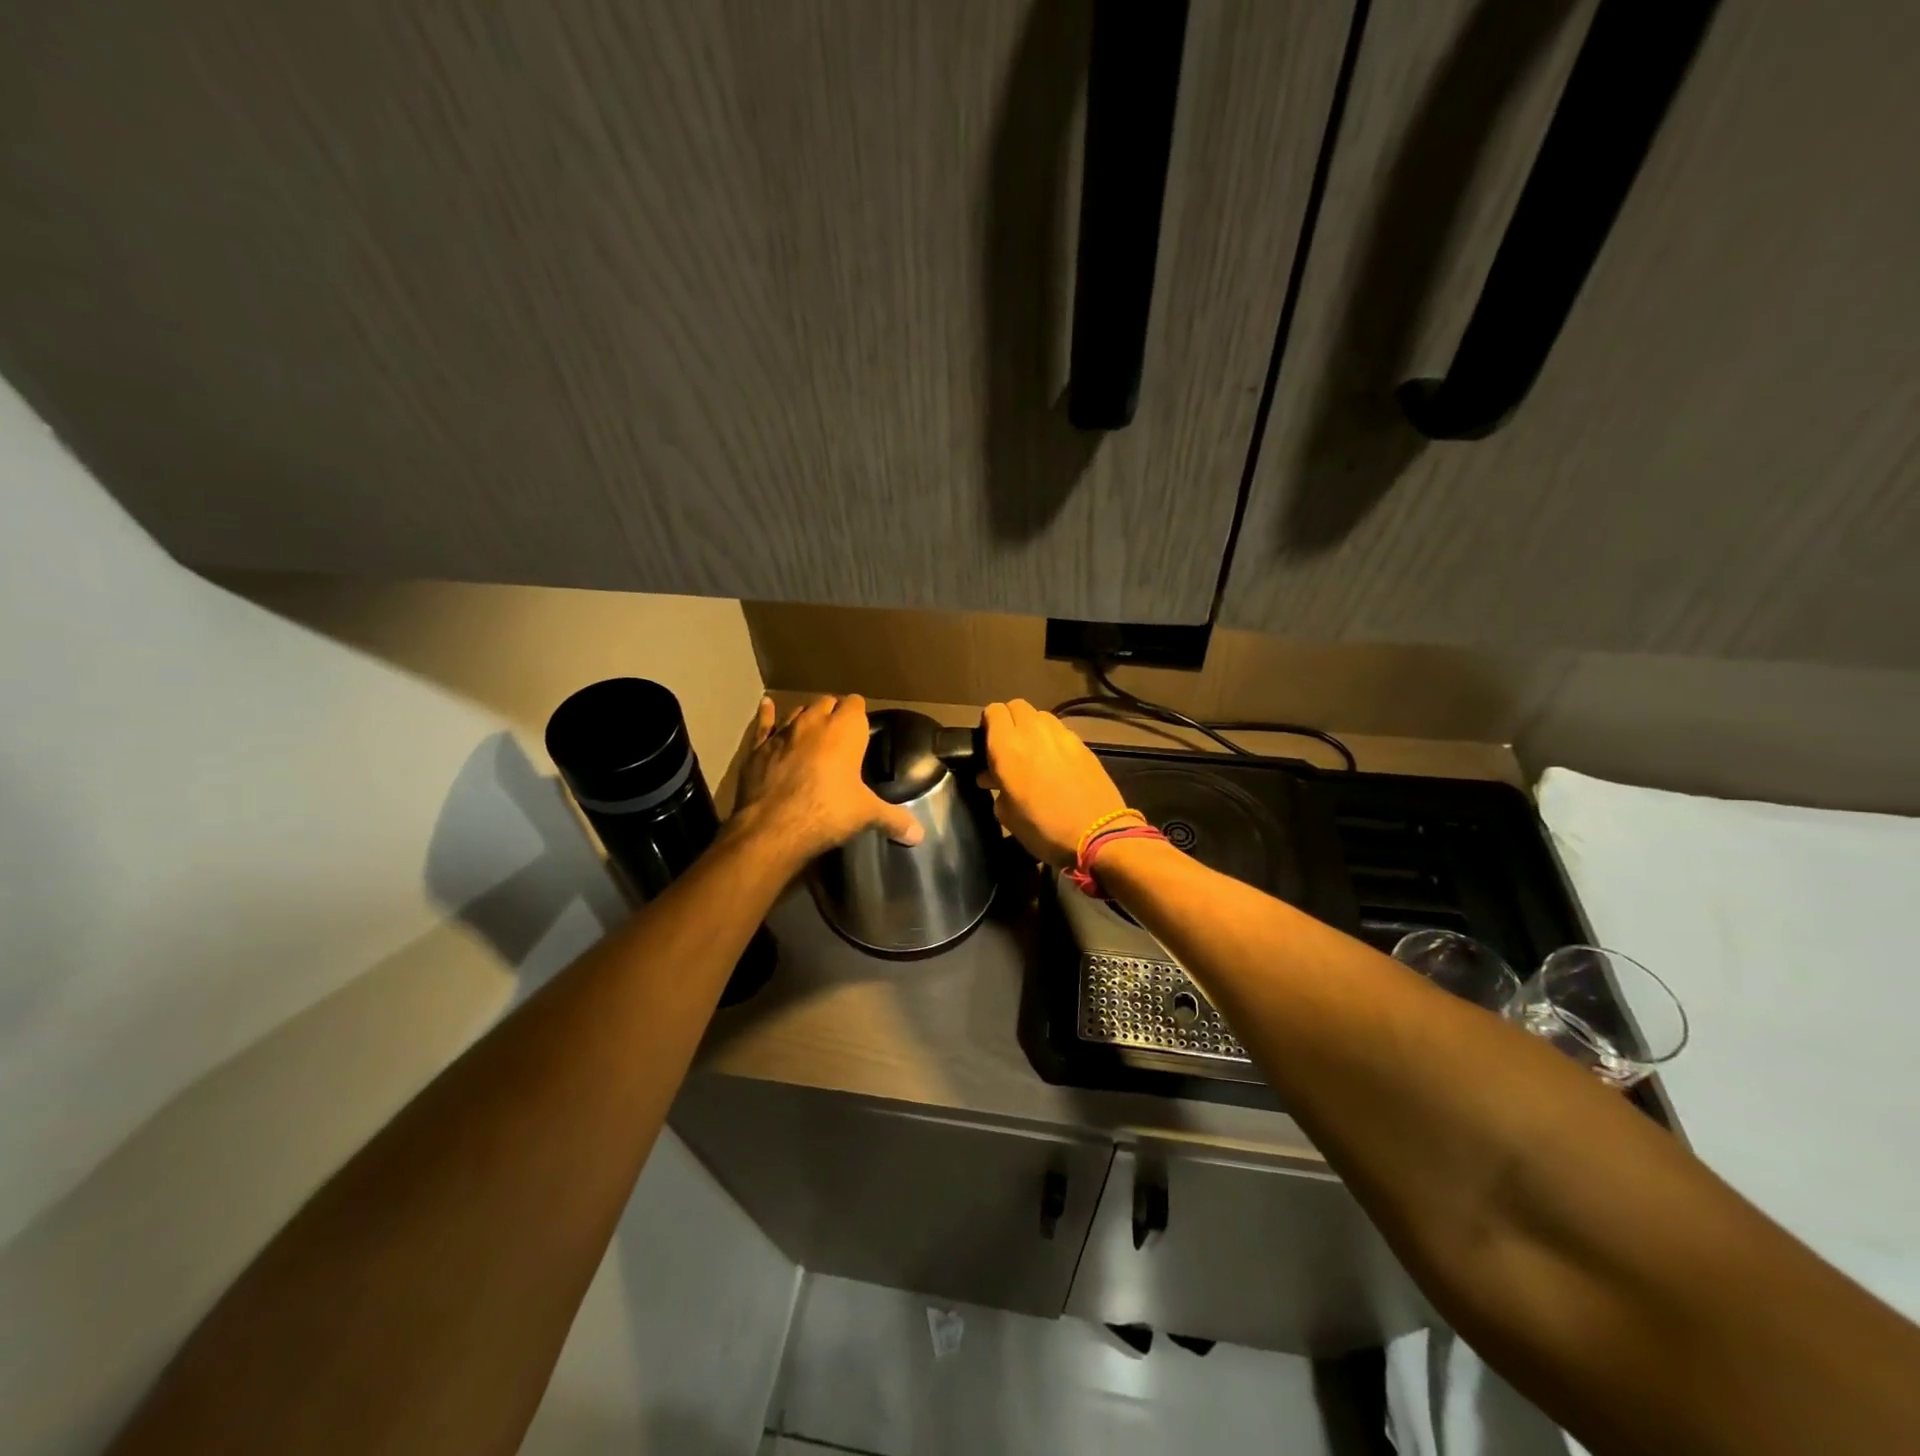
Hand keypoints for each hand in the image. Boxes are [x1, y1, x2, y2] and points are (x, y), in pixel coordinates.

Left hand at [731, 694, 923, 862]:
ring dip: (807, 717)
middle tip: (841, 734)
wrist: (773, 827)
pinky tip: (766, 705)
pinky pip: (764, 724)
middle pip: (826, 702)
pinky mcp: (758, 748)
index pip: (855, 704)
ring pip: (798, 711)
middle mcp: (814, 722)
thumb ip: (894, 819)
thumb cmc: (828, 812)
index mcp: (845, 730)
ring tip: (813, 731)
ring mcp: (783, 733)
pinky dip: (767, 715)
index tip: (862, 729)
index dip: (859, 714)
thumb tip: (919, 835)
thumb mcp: (866, 815)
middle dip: (834, 713)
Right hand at [979, 699, 1127, 866]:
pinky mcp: (1083, 744)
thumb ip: (996, 788)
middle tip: (1008, 746)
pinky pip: (1061, 731)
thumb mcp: (1007, 815)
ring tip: (1033, 752)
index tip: (987, 743)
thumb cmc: (1043, 828)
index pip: (993, 711)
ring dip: (1032, 727)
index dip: (988, 724)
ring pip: (1040, 715)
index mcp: (1007, 746)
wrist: (1097, 835)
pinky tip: (1056, 762)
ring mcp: (1062, 734)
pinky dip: (1053, 739)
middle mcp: (1033, 731)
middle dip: (1009, 720)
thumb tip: (991, 777)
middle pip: (1016, 706)